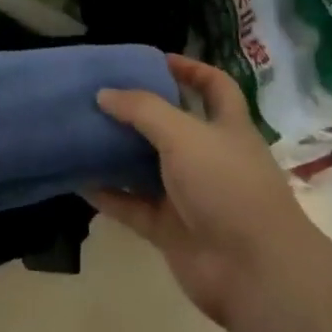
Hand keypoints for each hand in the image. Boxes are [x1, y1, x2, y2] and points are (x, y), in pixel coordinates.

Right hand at [87, 55, 322, 327]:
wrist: (253, 271)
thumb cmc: (227, 186)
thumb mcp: (185, 135)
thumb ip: (143, 110)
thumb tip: (104, 93)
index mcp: (227, 127)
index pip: (214, 86)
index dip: (191, 69)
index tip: (156, 60)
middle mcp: (209, 157)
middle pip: (173, 126)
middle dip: (140, 111)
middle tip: (102, 95)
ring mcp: (190, 196)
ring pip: (148, 167)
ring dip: (118, 153)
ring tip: (81, 132)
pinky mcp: (171, 230)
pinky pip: (133, 207)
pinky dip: (109, 195)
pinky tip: (78, 181)